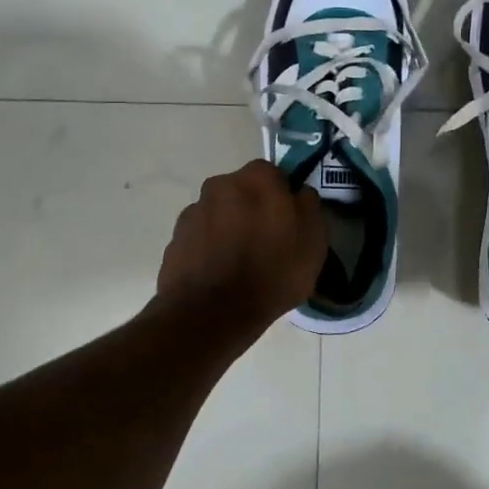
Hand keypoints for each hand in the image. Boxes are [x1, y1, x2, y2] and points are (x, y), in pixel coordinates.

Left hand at [154, 160, 325, 337]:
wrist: (212, 313)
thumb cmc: (273, 273)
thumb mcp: (313, 242)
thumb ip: (308, 207)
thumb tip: (299, 193)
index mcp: (257, 179)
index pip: (274, 175)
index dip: (283, 197)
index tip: (289, 222)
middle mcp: (221, 184)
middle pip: (243, 191)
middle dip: (253, 209)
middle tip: (266, 242)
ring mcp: (194, 211)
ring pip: (220, 213)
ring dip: (230, 227)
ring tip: (241, 263)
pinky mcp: (175, 238)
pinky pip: (201, 236)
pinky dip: (210, 247)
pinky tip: (220, 273)